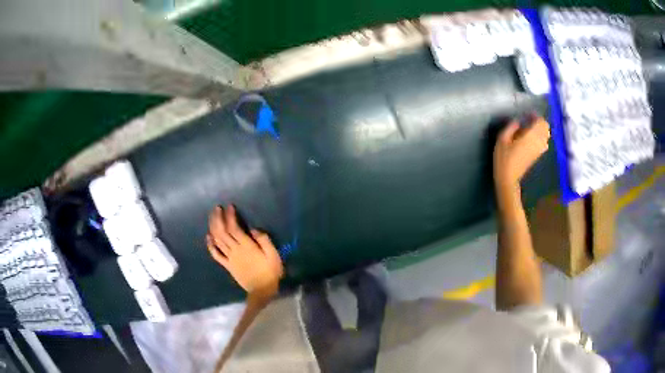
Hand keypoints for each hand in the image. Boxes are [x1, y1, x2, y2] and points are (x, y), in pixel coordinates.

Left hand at [206, 205, 283, 297]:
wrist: (262, 290)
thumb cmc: (270, 271)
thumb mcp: (273, 255)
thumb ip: (264, 240)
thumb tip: (253, 229)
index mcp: (246, 246)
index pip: (234, 228)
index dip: (230, 216)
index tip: (229, 206)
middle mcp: (235, 250)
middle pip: (222, 232)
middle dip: (218, 218)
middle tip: (217, 208)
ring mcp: (229, 258)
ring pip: (217, 240)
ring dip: (213, 227)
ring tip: (212, 217)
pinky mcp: (227, 265)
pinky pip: (216, 255)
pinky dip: (210, 245)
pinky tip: (208, 237)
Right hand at [493, 115, 549, 189]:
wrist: (508, 179)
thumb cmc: (503, 158)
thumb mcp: (502, 139)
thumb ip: (511, 127)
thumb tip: (518, 122)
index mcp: (530, 136)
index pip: (540, 122)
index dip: (536, 116)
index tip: (527, 115)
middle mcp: (538, 142)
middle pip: (546, 128)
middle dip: (540, 122)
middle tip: (530, 121)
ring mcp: (539, 150)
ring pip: (546, 136)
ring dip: (541, 130)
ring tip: (530, 129)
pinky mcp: (537, 156)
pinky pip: (544, 143)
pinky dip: (540, 138)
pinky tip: (531, 139)